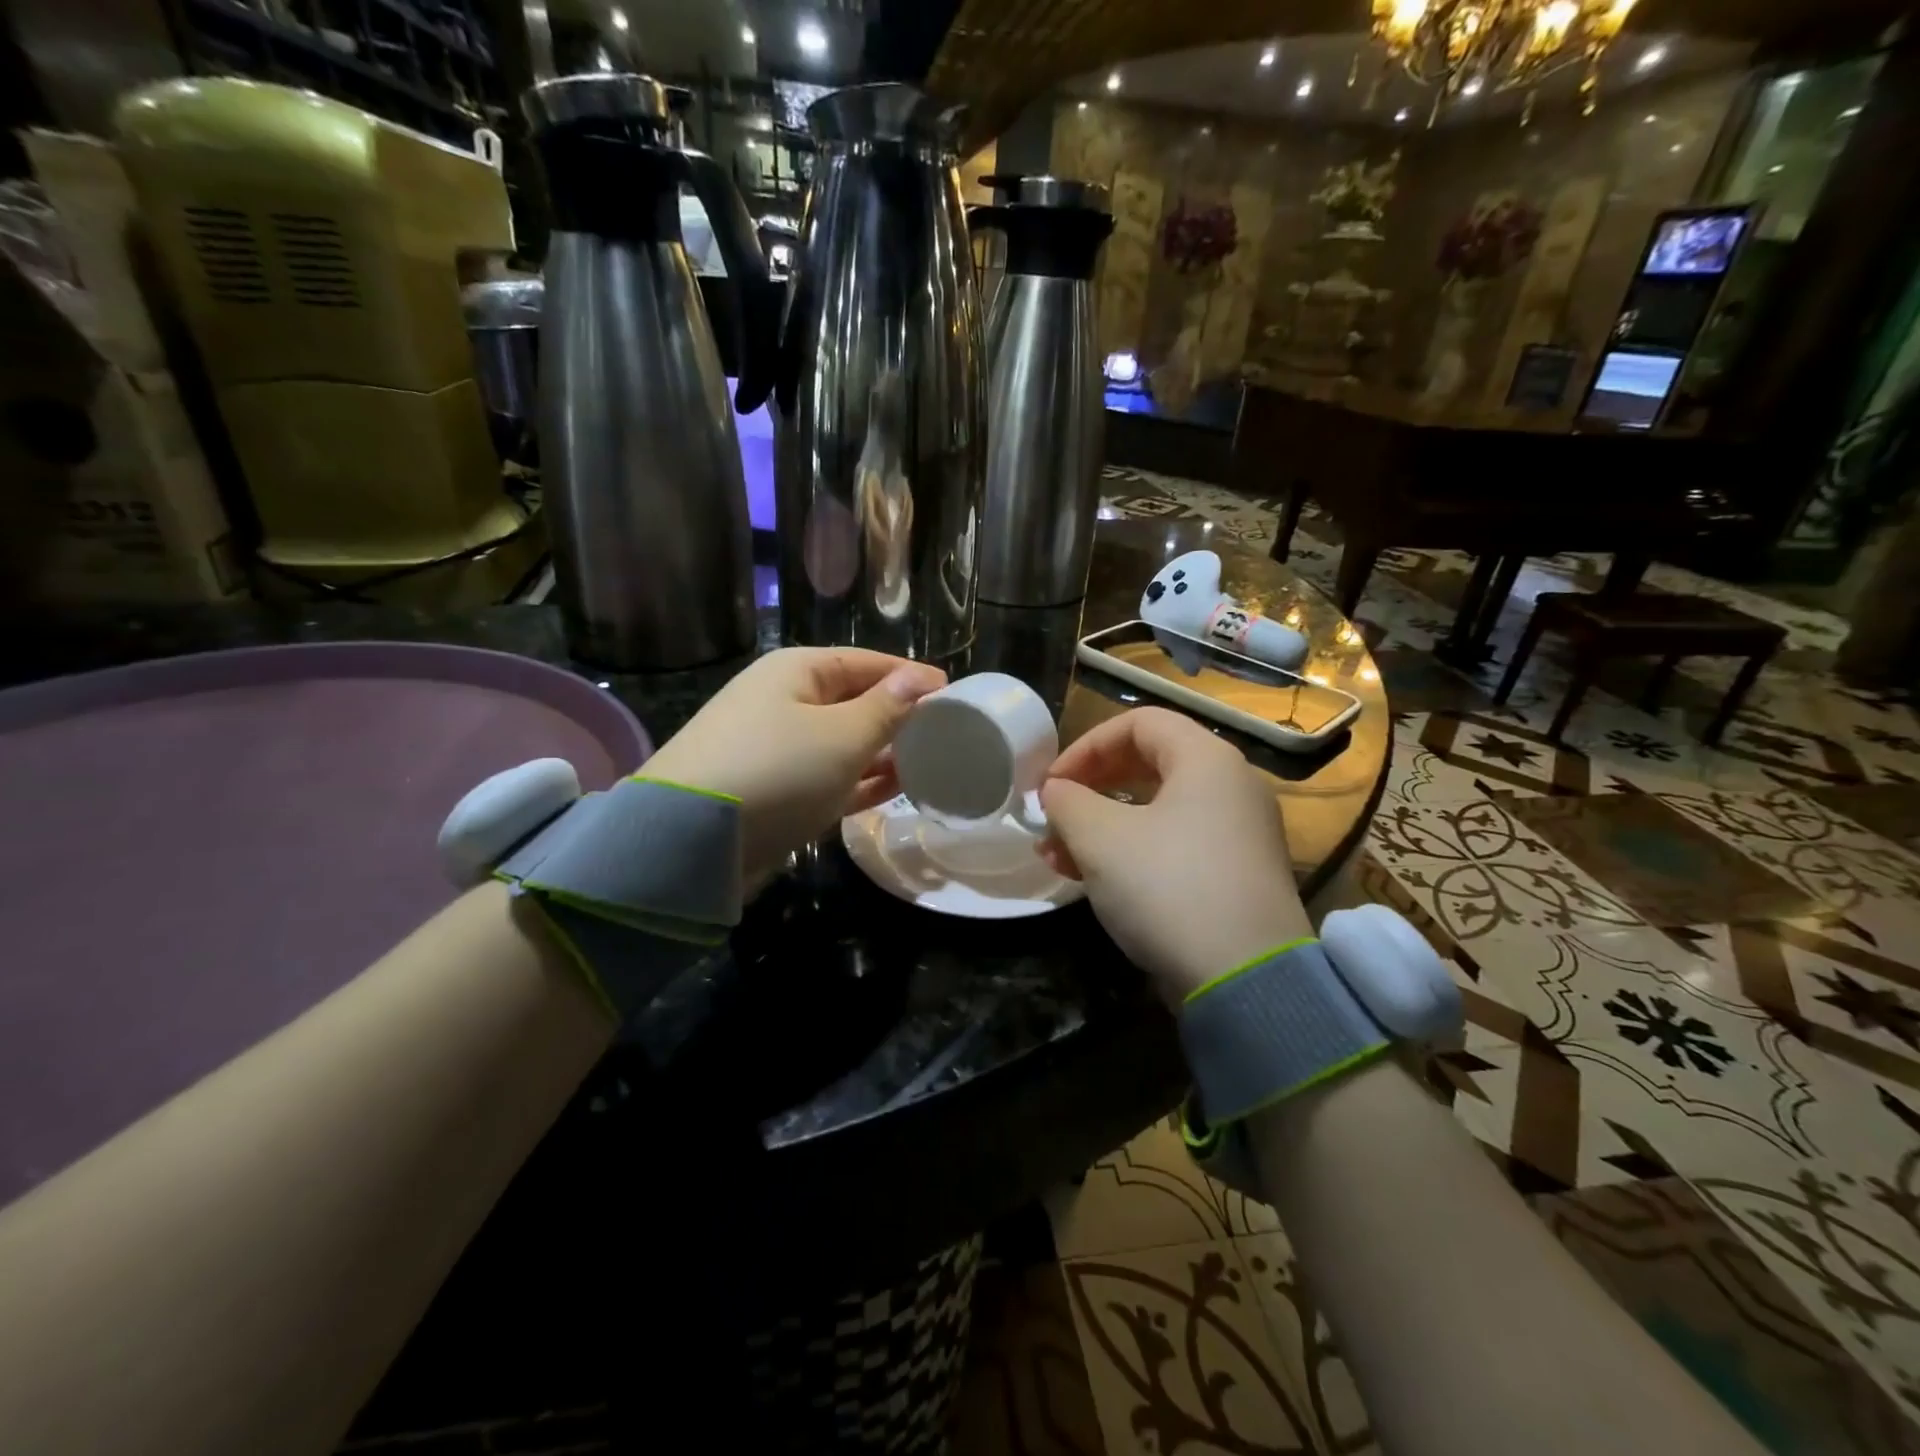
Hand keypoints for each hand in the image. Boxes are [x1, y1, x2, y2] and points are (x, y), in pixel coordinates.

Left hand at [640, 647, 945, 889]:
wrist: (690, 842)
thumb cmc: (777, 770)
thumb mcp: (842, 736)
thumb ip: (887, 709)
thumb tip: (921, 678)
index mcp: (797, 672)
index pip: (866, 663)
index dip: (910, 676)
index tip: (953, 693)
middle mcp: (785, 702)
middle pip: (854, 702)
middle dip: (898, 717)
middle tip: (947, 734)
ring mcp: (777, 749)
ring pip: (843, 743)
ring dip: (882, 753)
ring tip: (929, 762)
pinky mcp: (775, 790)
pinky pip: (829, 777)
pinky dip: (860, 781)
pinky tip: (896, 788)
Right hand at [1039, 708, 1311, 1004]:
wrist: (1246, 981)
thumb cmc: (1168, 887)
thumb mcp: (1100, 838)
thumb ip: (1067, 801)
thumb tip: (1055, 791)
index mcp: (1207, 760)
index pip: (1138, 723)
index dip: (1086, 746)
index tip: (1051, 784)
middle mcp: (1232, 787)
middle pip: (1148, 764)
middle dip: (1090, 789)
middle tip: (1053, 816)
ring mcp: (1239, 834)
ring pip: (1156, 811)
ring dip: (1101, 827)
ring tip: (1057, 857)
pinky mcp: (1236, 876)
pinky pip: (1174, 845)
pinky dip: (1131, 852)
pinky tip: (1092, 880)